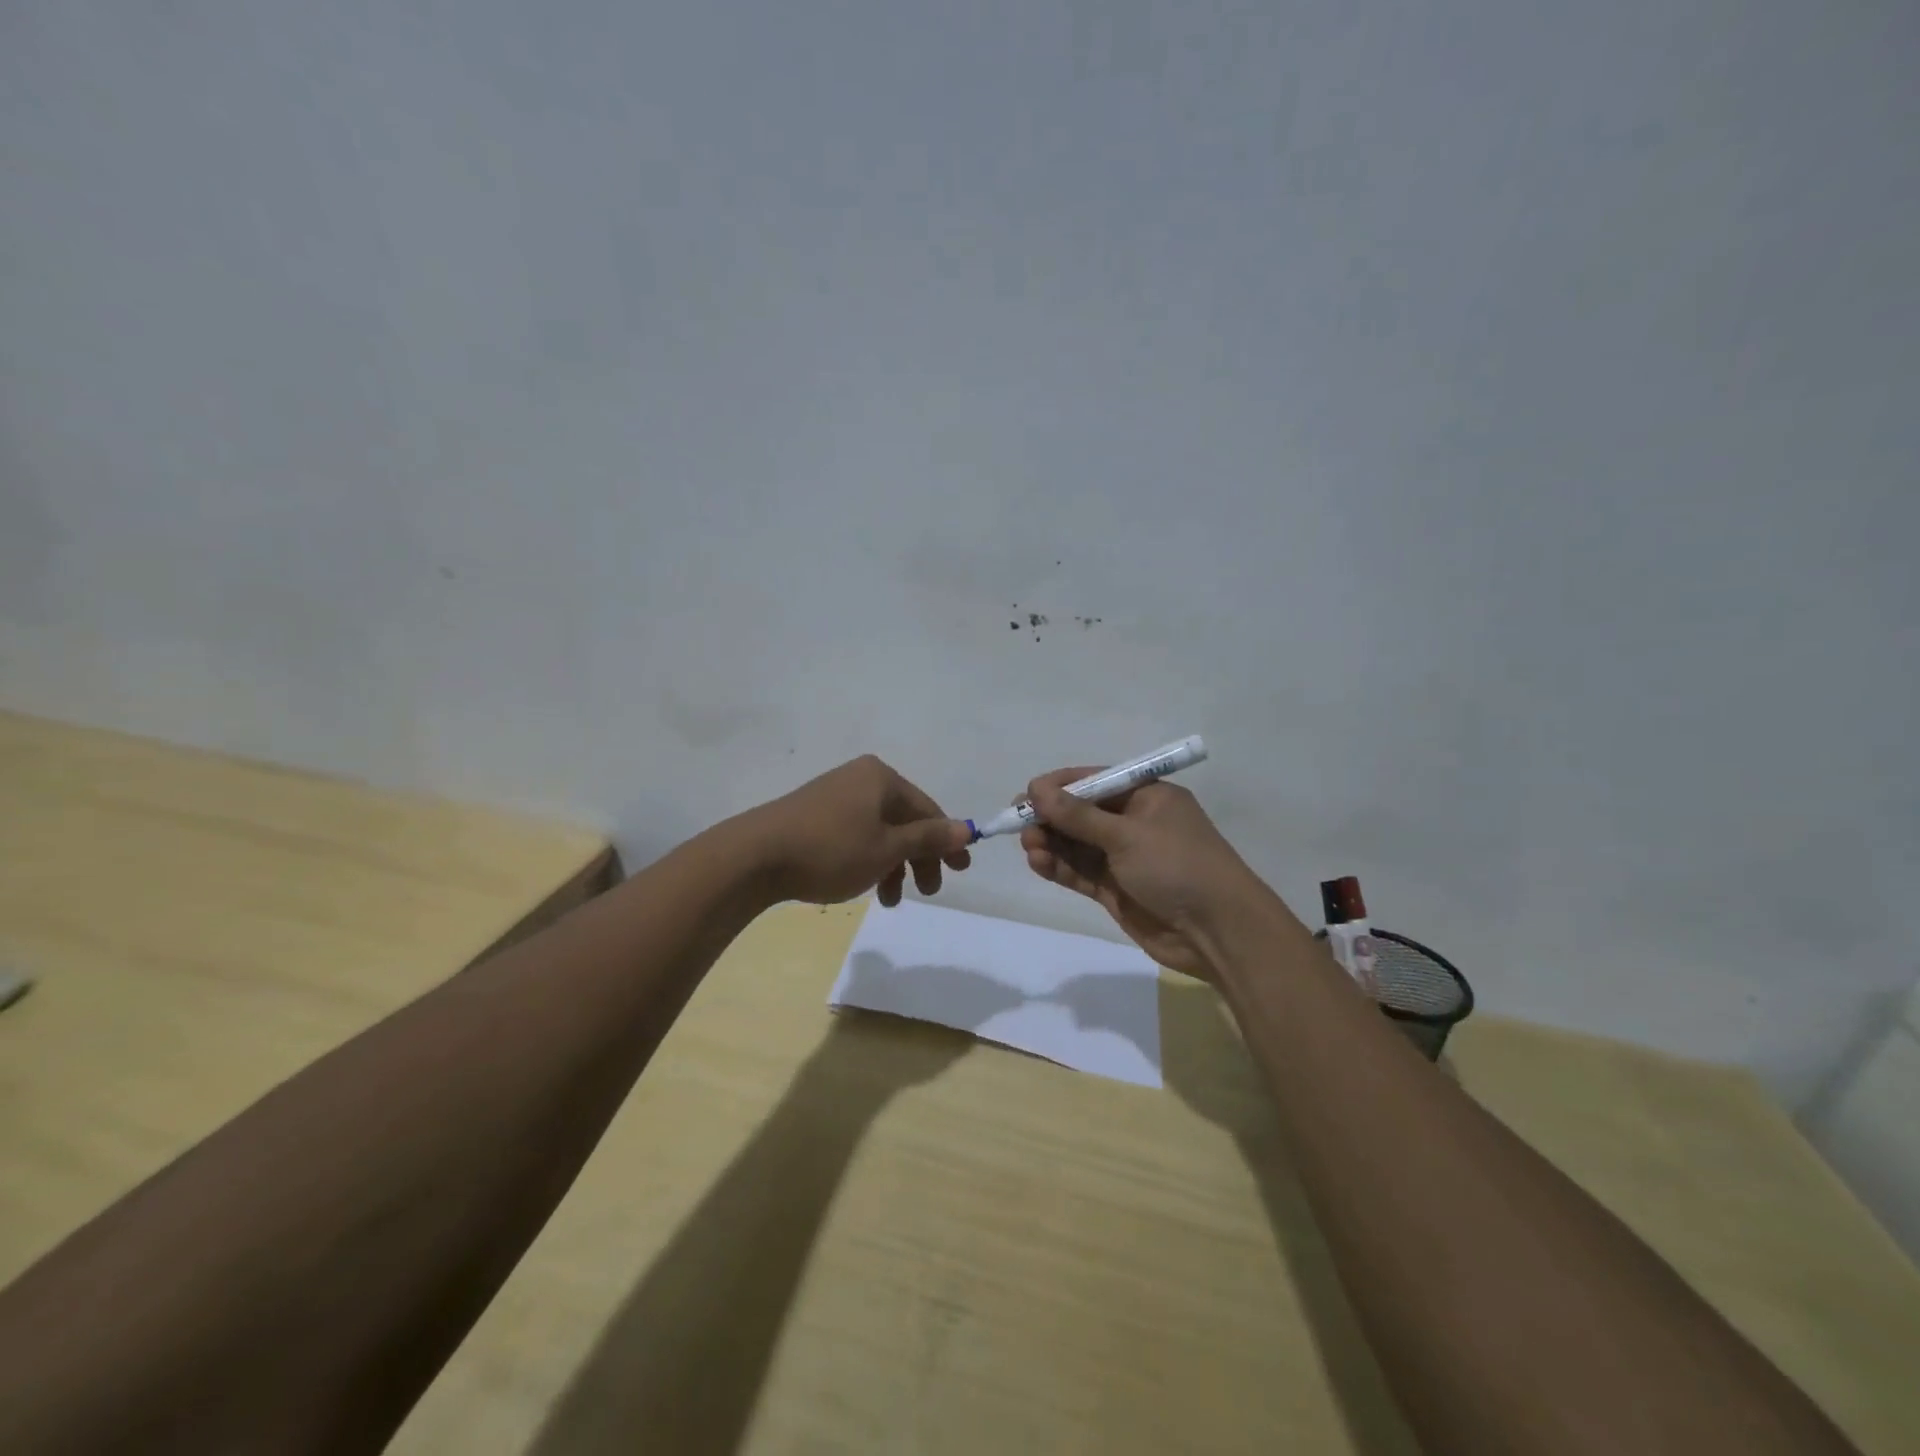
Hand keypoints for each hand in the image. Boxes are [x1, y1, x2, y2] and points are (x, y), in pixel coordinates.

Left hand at [740, 755, 971, 906]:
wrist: (755, 856)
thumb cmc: (831, 850)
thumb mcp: (887, 848)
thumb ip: (928, 838)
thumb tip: (966, 829)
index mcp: (881, 778)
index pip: (928, 809)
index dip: (946, 841)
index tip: (959, 872)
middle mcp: (860, 779)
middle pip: (903, 820)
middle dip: (917, 859)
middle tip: (925, 891)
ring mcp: (834, 795)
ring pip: (878, 832)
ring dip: (892, 865)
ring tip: (887, 900)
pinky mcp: (813, 814)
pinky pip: (855, 834)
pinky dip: (867, 859)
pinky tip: (861, 884)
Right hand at [1018, 767, 1265, 979]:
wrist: (1218, 932)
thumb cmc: (1178, 866)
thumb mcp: (1126, 835)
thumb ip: (1078, 816)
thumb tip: (1036, 790)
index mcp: (1146, 797)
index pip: (1095, 781)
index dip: (1059, 787)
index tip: (1027, 795)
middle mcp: (1134, 823)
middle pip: (1081, 814)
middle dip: (1051, 818)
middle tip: (1020, 824)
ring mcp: (1124, 858)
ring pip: (1077, 844)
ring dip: (1051, 843)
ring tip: (1030, 848)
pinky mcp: (1116, 890)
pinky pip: (1081, 872)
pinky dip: (1059, 867)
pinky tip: (1038, 863)